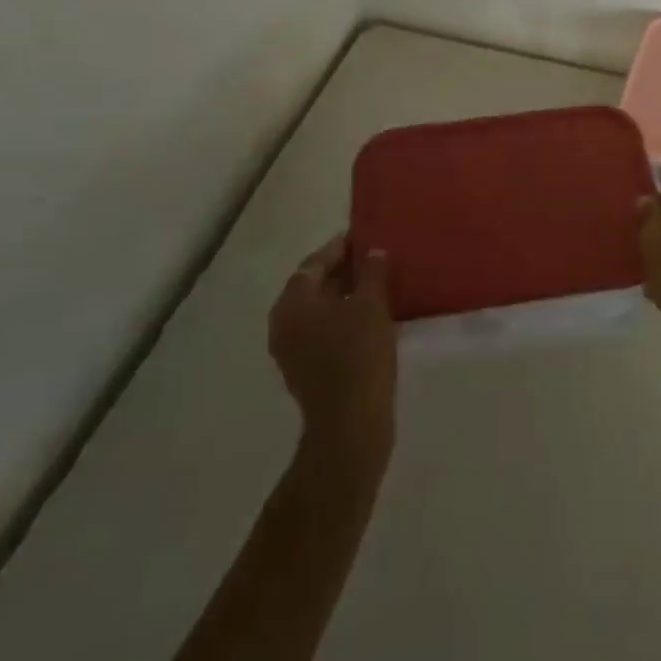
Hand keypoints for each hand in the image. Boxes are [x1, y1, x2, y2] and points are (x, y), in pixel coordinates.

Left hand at [269, 236, 397, 456]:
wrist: (349, 424)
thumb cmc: (358, 356)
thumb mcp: (371, 306)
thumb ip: (371, 273)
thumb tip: (373, 252)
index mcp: (292, 302)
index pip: (314, 263)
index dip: (340, 248)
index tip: (364, 237)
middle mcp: (283, 323)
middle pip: (313, 285)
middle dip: (343, 271)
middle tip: (375, 259)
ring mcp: (291, 349)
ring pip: (319, 310)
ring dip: (345, 295)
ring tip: (377, 286)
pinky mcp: (305, 369)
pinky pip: (323, 331)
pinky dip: (343, 318)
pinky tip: (370, 318)